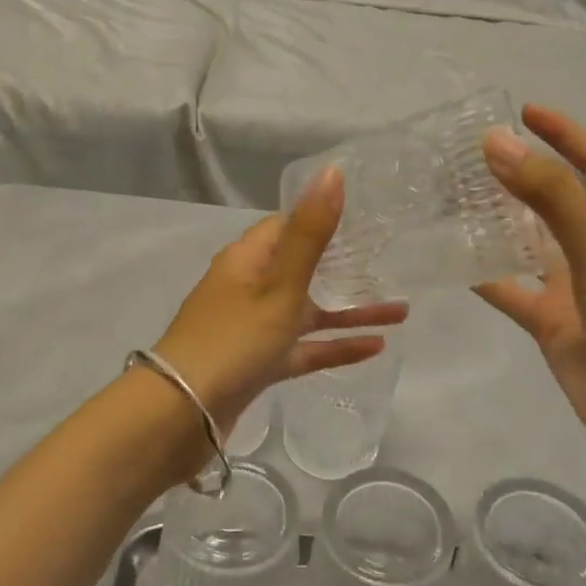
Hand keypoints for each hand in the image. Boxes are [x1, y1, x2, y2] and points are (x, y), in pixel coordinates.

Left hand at [154, 167, 407, 436]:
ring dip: (350, 310)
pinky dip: (335, 346)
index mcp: (247, 260)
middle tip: (390, 261)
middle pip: (302, 268)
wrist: (183, 414)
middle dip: (344, 266)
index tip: (364, 218)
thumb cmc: (234, 339)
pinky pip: (305, 348)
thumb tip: (332, 171)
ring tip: (402, 310)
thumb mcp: (279, 284)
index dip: (322, 218)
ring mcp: (254, 328)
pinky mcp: (260, 364)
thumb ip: (310, 232)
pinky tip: (376, 347)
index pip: (286, 226)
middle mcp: (249, 288)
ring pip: (309, 312)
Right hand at [475, 105, 585, 453]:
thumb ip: (548, 195)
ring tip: (450, 198)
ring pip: (526, 243)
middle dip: (520, 174)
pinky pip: (509, 289)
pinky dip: (483, 275)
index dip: (565, 133)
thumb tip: (495, 142)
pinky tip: (448, 261)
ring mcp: (572, 286)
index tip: (524, 112)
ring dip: (495, 222)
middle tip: (470, 155)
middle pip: (555, 198)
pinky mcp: (550, 321)